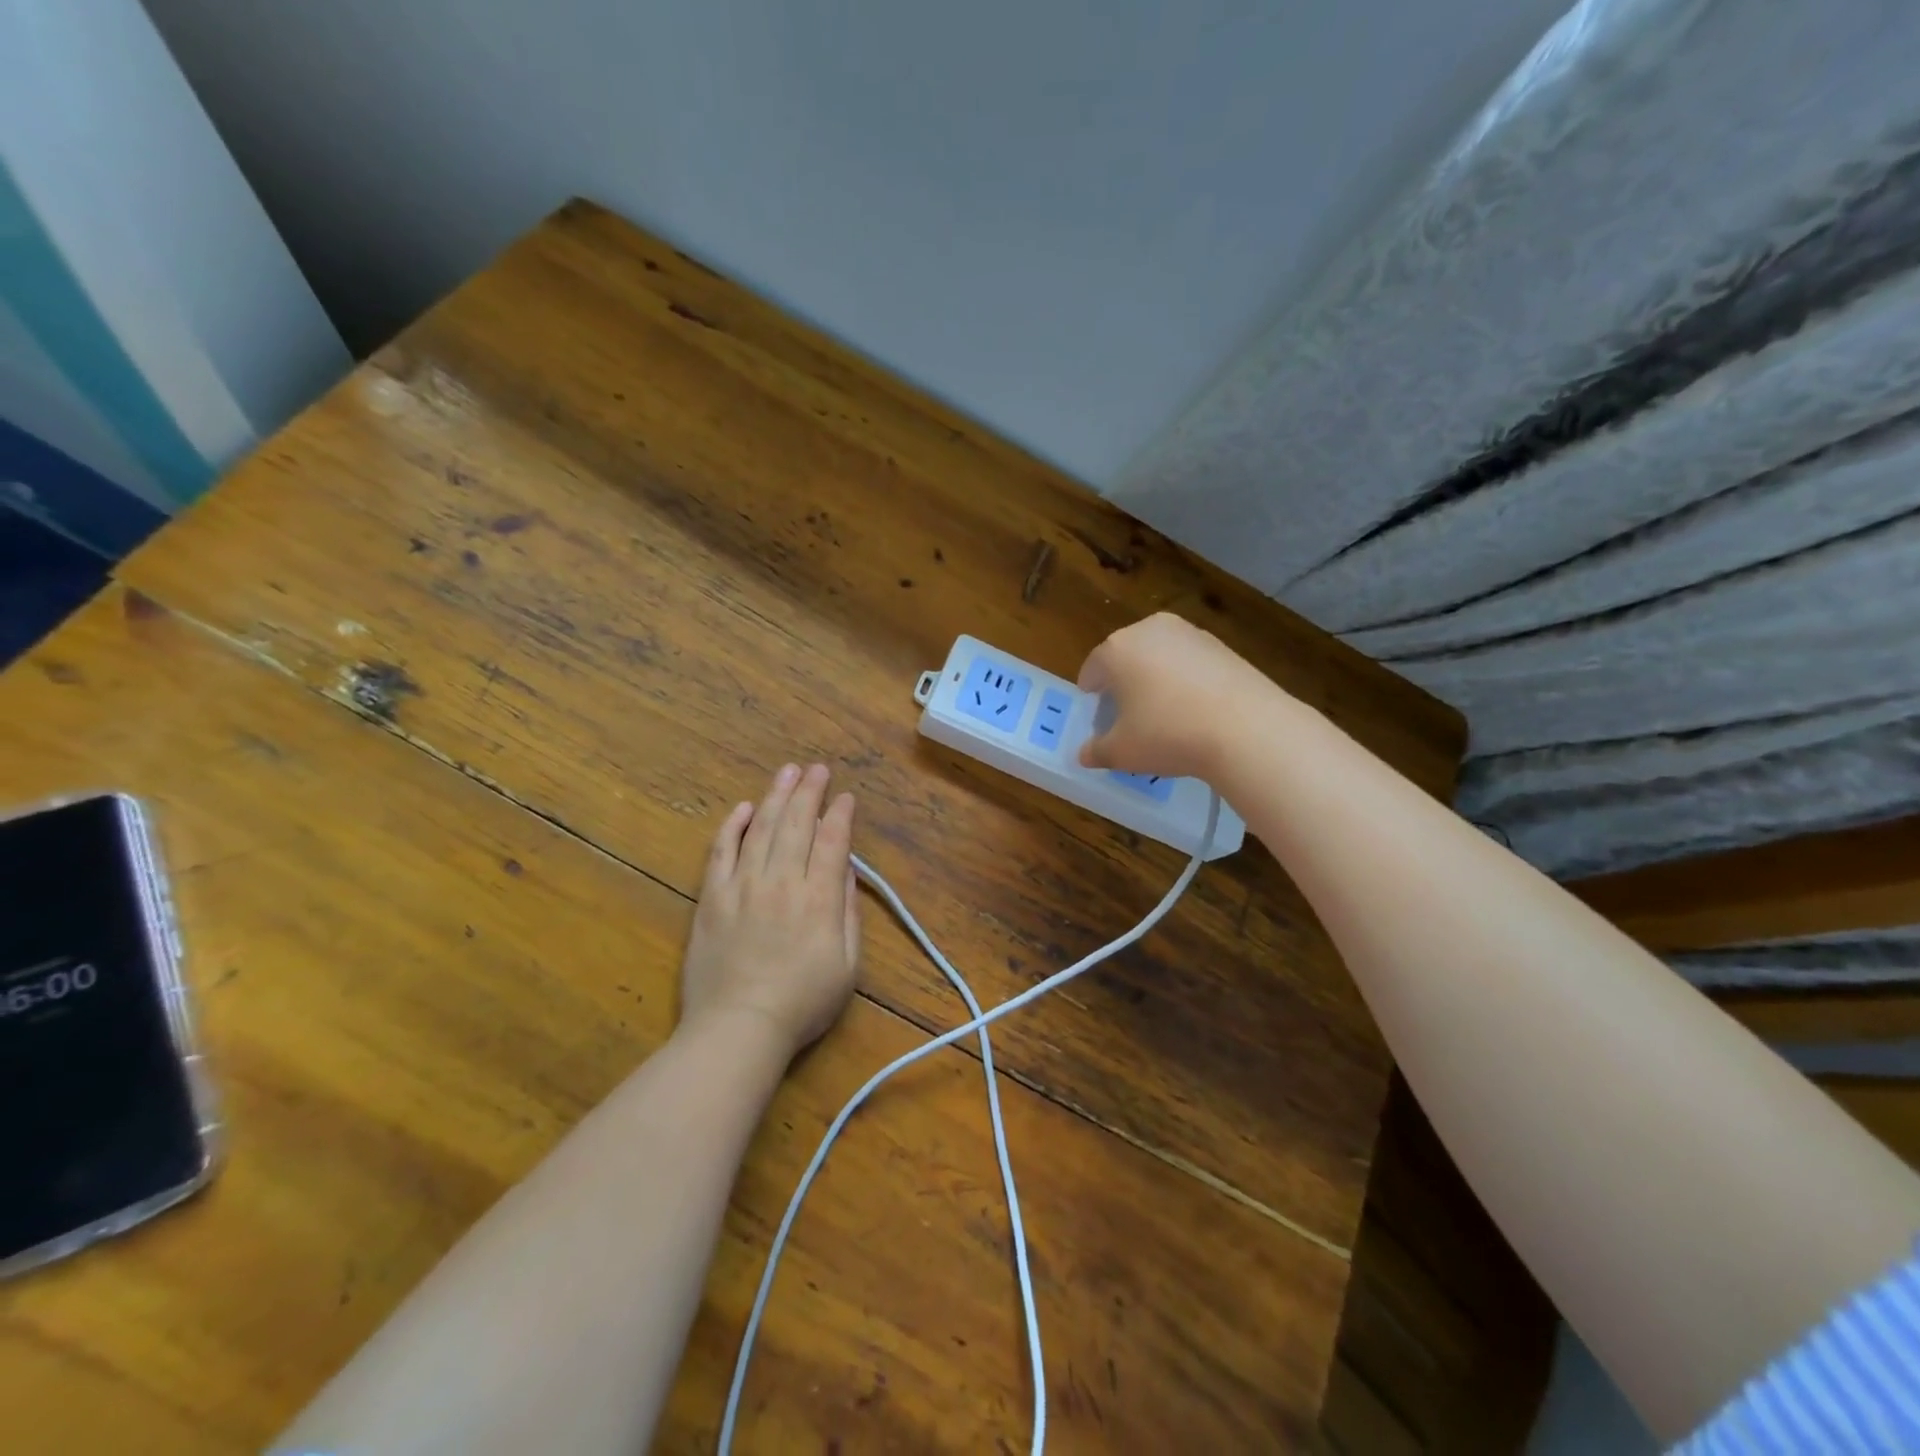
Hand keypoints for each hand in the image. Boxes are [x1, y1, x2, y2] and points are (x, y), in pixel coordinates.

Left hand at [679, 763, 860, 1058]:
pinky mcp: (713, 898)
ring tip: (787, 772)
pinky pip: (722, 852)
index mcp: (818, 898)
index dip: (840, 815)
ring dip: (776, 797)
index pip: (831, 842)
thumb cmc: (802, 1004)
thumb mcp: (848, 966)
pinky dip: (733, 827)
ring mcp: (743, 886)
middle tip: (817, 769)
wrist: (738, 1028)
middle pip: (797, 825)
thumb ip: (847, 912)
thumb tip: (845, 869)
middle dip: (810, 792)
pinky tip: (744, 808)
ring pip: (762, 829)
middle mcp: (782, 882)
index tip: (846, 797)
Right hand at [1077, 613, 1267, 778]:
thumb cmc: (1168, 734)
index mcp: (1116, 649)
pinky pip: (1190, 662)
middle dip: (1123, 684)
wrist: (1246, 728)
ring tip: (1165, 715)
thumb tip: (1084, 754)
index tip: (1098, 717)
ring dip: (1155, 680)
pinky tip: (1195, 710)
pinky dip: (1186, 681)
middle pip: (1126, 657)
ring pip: (1159, 657)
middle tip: (1129, 717)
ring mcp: (1189, 633)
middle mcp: (1149, 630)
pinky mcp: (1221, 644)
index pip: (1092, 669)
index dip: (1091, 696)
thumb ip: (1096, 751)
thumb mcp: (1122, 752)